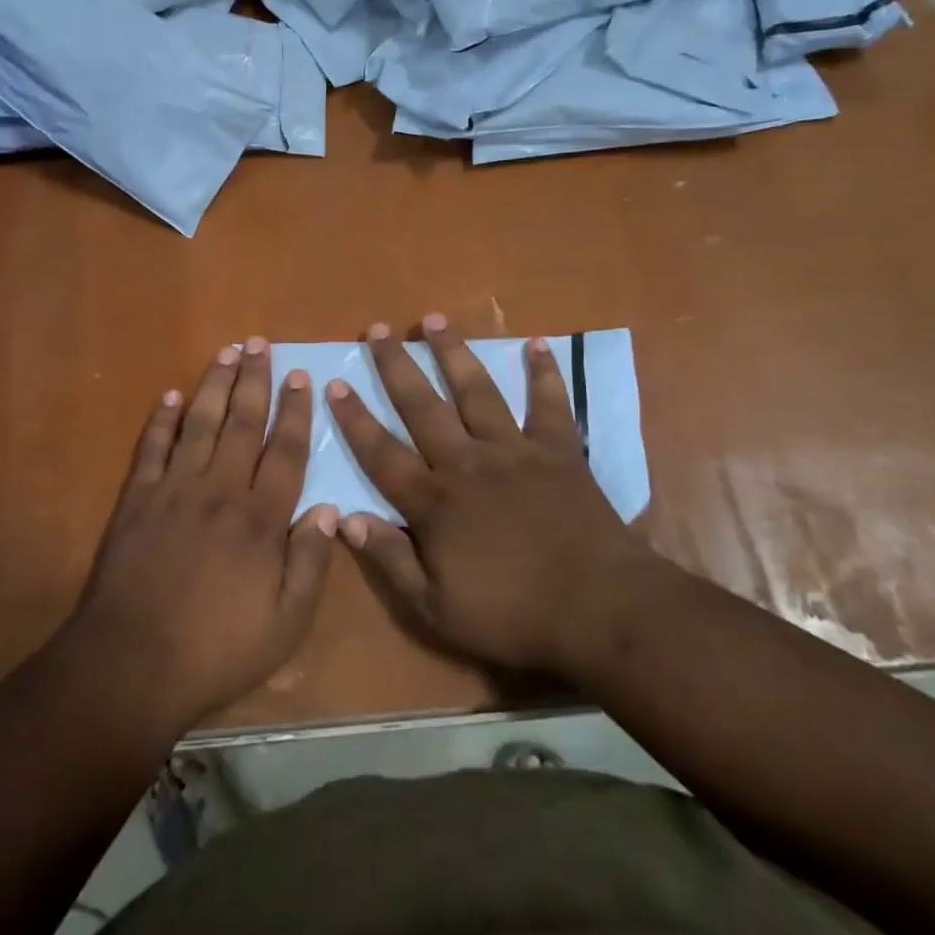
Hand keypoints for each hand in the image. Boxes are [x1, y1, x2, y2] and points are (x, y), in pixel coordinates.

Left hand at [69, 339, 336, 733]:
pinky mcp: (136, 500)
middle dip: (255, 381)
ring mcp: (174, 491)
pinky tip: (170, 397)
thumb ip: (311, 564)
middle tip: (261, 343)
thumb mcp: (285, 624)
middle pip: (243, 424)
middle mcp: (220, 491)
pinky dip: (161, 420)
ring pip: (200, 424)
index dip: (296, 412)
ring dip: (214, 385)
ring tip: (227, 352)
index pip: (286, 452)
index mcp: (260, 519)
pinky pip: (152, 448)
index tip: (300, 377)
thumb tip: (329, 510)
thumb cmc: (217, 649)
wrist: (132, 665)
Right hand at [327, 315, 658, 676]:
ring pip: (476, 392)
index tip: (334, 383)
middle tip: (376, 329)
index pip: (382, 453)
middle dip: (395, 366)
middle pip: (423, 406)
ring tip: (434, 319)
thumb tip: (344, 517)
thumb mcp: (436, 609)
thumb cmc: (513, 615)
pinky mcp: (558, 452)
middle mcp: (468, 463)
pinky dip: (544, 374)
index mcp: (435, 501)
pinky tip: (538, 344)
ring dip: (453, 354)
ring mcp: (515, 452)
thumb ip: (390, 560)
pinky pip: (550, 405)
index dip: (355, 419)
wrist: (599, 609)